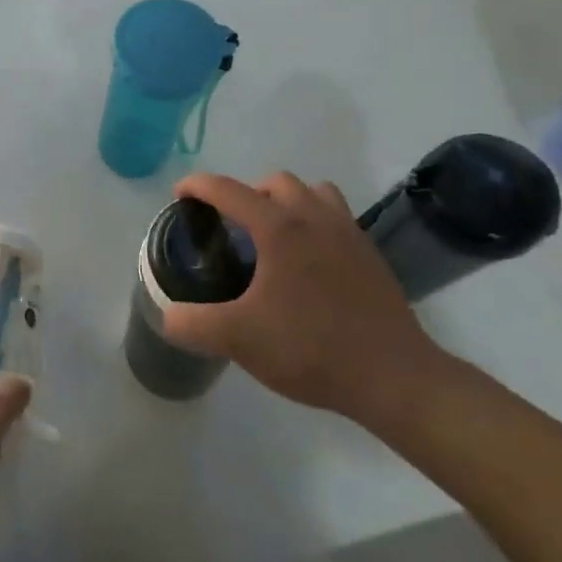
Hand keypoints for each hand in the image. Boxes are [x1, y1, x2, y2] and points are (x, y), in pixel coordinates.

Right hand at [157, 171, 446, 423]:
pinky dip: (314, 222)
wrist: (394, 378)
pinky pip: (336, 217)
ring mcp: (348, 233)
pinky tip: (307, 261)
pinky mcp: (370, 254)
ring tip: (271, 236)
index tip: (180, 196)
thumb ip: (192, 324)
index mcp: (279, 228)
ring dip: (286, 202)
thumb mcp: (239, 339)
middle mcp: (315, 217)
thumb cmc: (311, 349)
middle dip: (246, 193)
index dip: (197, 186)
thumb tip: (168, 315)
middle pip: (275, 182)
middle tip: (231, 226)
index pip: (228, 189)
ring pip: (312, 193)